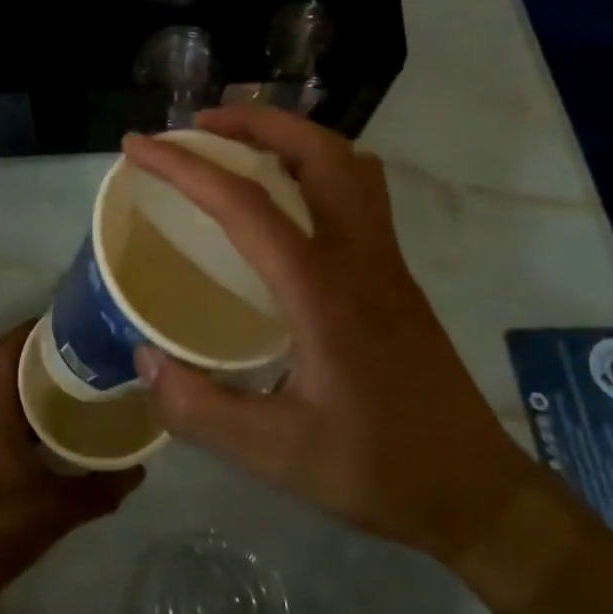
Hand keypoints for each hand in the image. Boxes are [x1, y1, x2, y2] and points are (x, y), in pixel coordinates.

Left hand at [0, 323, 143, 604]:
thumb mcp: (57, 511)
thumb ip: (100, 489)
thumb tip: (139, 470)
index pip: (3, 352)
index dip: (29, 330)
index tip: (64, 323)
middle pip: (0, 366)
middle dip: (35, 353)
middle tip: (78, 352)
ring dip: (27, 382)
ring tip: (70, 383)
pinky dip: (20, 410)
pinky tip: (49, 430)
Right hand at [123, 106, 531, 562]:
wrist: (475, 490)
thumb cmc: (376, 469)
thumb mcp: (274, 455)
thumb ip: (199, 408)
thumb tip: (145, 356)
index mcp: (322, 292)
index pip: (245, 205)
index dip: (185, 168)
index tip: (137, 147)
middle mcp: (359, 258)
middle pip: (317, 152)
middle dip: (254, 122)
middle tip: (198, 127)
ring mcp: (385, 261)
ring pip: (347, 163)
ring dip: (290, 137)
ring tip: (238, 146)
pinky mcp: (394, 273)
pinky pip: (357, 190)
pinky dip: (314, 166)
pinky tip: (283, 200)